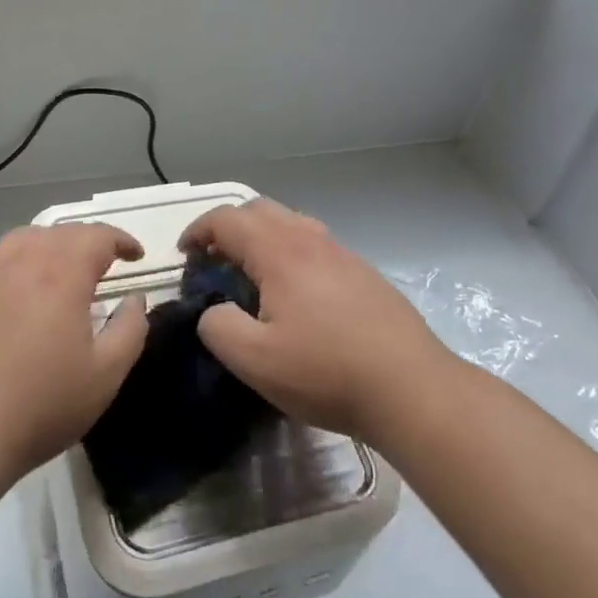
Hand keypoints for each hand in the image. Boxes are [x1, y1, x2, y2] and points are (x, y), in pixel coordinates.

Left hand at [0, 223, 149, 484]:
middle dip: (88, 240)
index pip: (97, 236)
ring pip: (22, 239)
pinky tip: (18, 295)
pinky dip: (16, 265)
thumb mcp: (105, 376)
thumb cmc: (41, 406)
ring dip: (50, 244)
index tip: (136, 256)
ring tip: (62, 267)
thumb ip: (129, 329)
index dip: (122, 240)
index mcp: (61, 274)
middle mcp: (21, 263)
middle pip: (60, 232)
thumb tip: (134, 299)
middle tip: (105, 263)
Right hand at [182, 198, 450, 446]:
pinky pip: (314, 244)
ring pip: (291, 223)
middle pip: (259, 210)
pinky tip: (295, 293)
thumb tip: (213, 310)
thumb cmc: (327, 372)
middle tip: (214, 261)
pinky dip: (290, 251)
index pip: (227, 219)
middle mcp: (310, 239)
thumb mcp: (255, 361)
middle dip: (229, 228)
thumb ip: (218, 327)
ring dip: (261, 237)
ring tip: (252, 274)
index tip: (185, 255)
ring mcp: (341, 252)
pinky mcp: (363, 272)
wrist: (412, 387)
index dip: (198, 231)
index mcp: (279, 251)